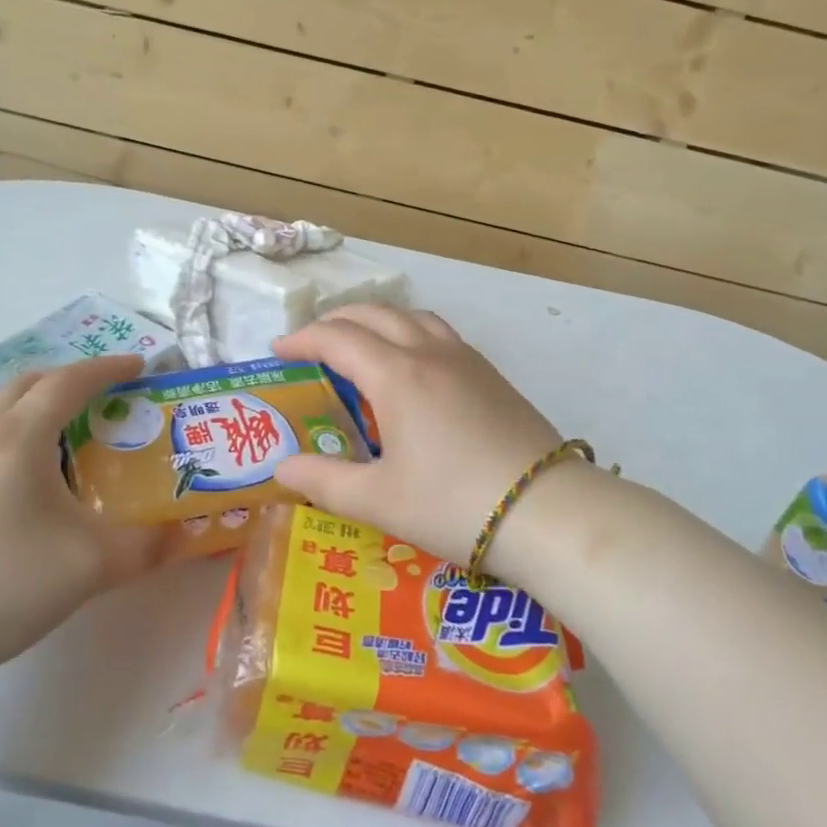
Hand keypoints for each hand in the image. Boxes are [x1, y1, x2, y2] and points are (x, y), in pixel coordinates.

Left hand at [0, 354, 158, 693]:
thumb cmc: (7, 585)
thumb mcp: (93, 565)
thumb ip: (149, 545)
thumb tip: (187, 536)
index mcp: (19, 438)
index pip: (68, 382)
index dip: (107, 368)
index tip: (140, 365)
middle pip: (28, 383)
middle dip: (71, 378)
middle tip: (106, 396)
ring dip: (30, 396)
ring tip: (58, 422)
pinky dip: (1, 422)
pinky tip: (12, 462)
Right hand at [272, 305, 564, 563]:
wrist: (548, 512)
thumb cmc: (454, 505)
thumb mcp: (378, 501)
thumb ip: (323, 482)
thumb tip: (281, 468)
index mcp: (396, 375)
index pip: (337, 338)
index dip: (302, 339)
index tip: (277, 351)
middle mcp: (428, 352)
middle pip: (374, 315)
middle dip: (335, 321)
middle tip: (311, 344)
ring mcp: (466, 359)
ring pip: (412, 316)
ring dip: (377, 320)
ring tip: (360, 343)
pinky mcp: (491, 374)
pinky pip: (439, 332)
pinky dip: (409, 331)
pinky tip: (412, 364)